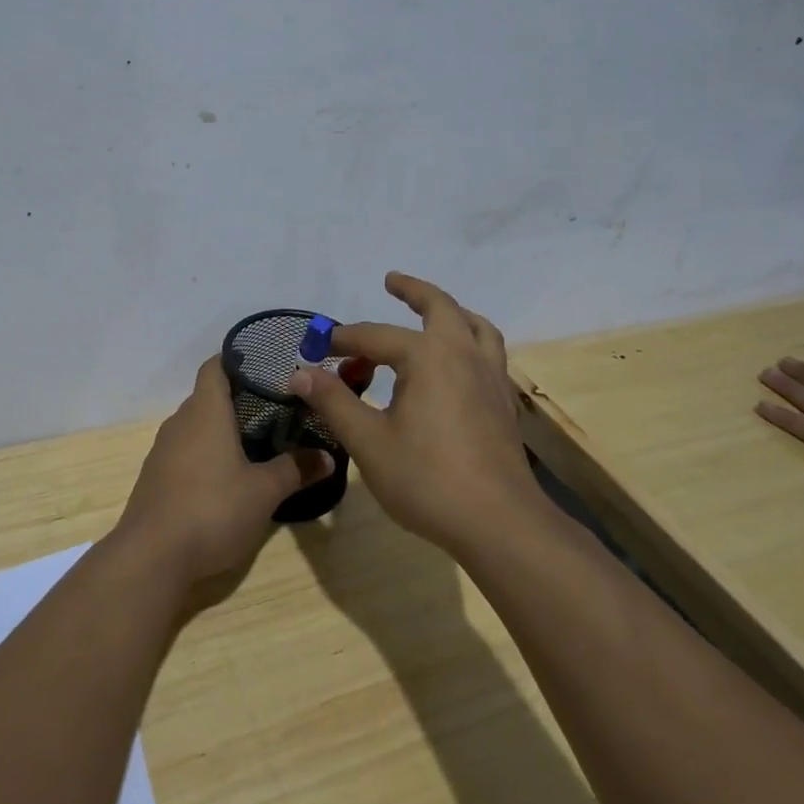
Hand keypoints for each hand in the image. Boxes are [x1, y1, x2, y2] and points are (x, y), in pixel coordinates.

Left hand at [112, 356, 332, 593]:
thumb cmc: (212, 509)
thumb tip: (328, 457)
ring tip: (259, 440)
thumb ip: (296, 469)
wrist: (151, 557)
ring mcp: (163, 451)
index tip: (267, 365)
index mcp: (205, 411)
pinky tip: (228, 475)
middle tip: (277, 408)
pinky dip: (207, 454)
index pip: (216, 366)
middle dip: (240, 399)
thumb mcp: (264, 492)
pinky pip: (186, 452)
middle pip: (208, 396)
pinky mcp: (156, 478)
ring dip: (223, 429)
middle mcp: (180, 422)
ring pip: (197, 426)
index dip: (239, 360)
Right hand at [287, 272, 538, 552]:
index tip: (317, 349)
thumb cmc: (427, 479)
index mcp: (428, 357)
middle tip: (391, 281)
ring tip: (432, 312)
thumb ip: (334, 401)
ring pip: (475, 326)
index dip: (343, 340)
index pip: (375, 336)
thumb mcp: (368, 441)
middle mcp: (463, 355)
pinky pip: (488, 352)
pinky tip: (457, 363)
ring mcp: (490, 377)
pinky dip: (470, 340)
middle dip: (413, 290)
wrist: (498, 522)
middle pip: (440, 307)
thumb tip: (300, 372)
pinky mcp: (503, 402)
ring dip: (451, 311)